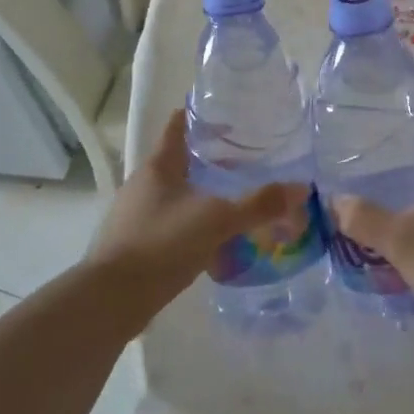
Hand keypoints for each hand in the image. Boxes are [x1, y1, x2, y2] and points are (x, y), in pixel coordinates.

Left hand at [88, 110, 309, 314]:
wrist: (111, 300)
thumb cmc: (161, 243)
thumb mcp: (217, 220)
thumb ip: (258, 205)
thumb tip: (301, 188)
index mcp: (159, 166)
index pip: (178, 125)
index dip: (201, 115)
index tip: (229, 113)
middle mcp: (144, 184)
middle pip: (180, 160)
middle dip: (212, 159)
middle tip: (248, 160)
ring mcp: (136, 216)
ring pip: (177, 194)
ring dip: (204, 194)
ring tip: (237, 199)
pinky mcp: (136, 245)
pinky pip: (172, 225)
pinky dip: (194, 225)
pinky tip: (216, 241)